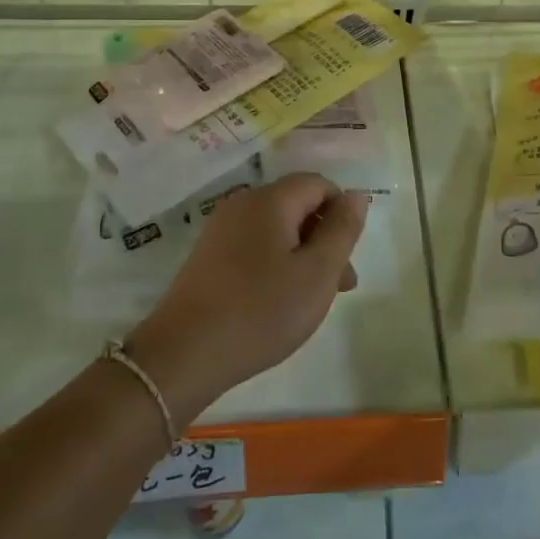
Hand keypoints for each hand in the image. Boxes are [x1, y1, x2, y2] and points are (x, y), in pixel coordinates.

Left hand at [126, 174, 367, 423]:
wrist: (183, 354)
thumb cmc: (261, 311)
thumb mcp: (317, 273)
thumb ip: (342, 229)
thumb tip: (356, 194)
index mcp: (270, 200)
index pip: (318, 184)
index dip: (341, 213)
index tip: (348, 256)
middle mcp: (243, 204)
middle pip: (297, 206)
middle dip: (325, 238)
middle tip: (341, 287)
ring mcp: (220, 230)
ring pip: (277, 229)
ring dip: (303, 255)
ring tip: (312, 300)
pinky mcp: (208, 257)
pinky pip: (254, 247)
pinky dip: (276, 265)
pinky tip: (277, 302)